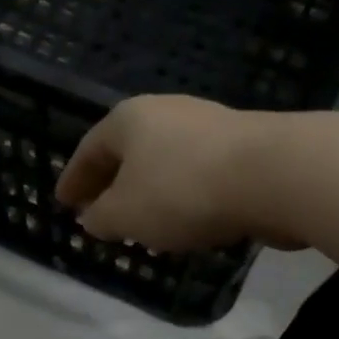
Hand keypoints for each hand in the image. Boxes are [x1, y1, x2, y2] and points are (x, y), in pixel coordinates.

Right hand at [56, 96, 294, 251]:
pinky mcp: (244, 148)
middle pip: (129, 152)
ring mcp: (209, 126)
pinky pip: (198, 175)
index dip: (74, 180)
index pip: (89, 149)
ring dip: (150, 194)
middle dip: (113, 185)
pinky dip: (183, 198)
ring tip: (144, 225)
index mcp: (130, 119)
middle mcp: (167, 113)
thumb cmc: (182, 190)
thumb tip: (92, 218)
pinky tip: (187, 224)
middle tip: (100, 214)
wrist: (274, 175)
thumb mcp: (126, 213)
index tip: (64, 203)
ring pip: (165, 164)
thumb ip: (101, 218)